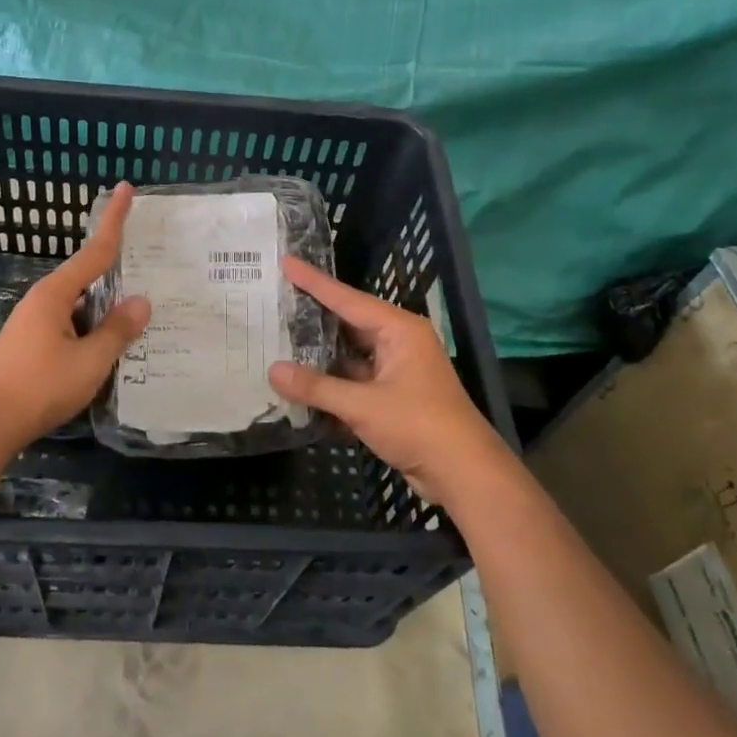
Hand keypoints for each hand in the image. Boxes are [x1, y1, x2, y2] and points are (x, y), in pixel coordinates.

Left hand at [0, 185, 150, 445]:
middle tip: (148, 261)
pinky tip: (110, 345)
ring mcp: (35, 323)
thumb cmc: (39, 386)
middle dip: (115, 268)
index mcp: (56, 293)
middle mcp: (44, 300)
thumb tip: (141, 301)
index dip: (113, 219)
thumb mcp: (90, 360)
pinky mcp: (32, 345)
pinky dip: (93, 327)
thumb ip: (117, 330)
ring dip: (106, 306)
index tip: (125, 188)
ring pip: (81, 305)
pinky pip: (72, 325)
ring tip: (139, 313)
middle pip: (87, 275)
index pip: (95, 249)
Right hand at [267, 257, 508, 507]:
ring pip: (349, 354)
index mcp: (399, 330)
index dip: (314, 282)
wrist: (464, 473)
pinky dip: (331, 382)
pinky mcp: (392, 396)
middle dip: (313, 316)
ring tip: (278, 340)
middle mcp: (398, 342)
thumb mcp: (363, 406)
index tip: (287, 262)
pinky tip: (300, 383)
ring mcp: (395, 370)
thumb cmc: (419, 426)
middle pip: (347, 323)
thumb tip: (273, 371)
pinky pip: (354, 380)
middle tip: (276, 301)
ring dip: (319, 354)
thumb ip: (317, 388)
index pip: (347, 299)